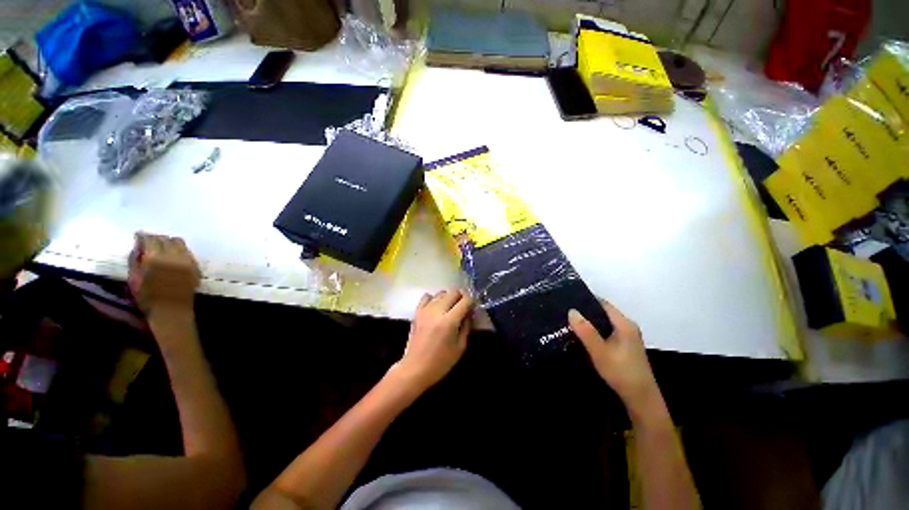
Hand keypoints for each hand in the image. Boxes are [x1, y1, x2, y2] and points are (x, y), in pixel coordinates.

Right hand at [128, 232, 199, 317]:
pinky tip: (173, 255)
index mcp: (155, 258)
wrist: (172, 310)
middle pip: (166, 239)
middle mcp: (173, 256)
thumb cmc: (147, 297)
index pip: (151, 239)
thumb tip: (138, 245)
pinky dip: (179, 250)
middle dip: (156, 238)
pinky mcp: (196, 266)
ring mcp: (187, 261)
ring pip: (179, 243)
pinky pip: (188, 252)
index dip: (144, 236)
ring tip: (162, 247)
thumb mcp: (133, 277)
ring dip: (169, 242)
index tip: (139, 236)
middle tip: (149, 241)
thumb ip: (135, 259)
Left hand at [393, 289, 472, 390]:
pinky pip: (427, 297)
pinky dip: (434, 298)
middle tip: (464, 306)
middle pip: (453, 293)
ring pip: (441, 293)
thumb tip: (469, 313)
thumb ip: (467, 326)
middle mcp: (437, 311)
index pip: (465, 300)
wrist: (415, 368)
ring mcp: (425, 310)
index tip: (473, 305)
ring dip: (449, 297)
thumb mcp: (460, 347)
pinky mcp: (417, 312)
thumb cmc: (441, 362)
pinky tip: (436, 307)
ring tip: (451, 307)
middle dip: (461, 297)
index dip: (472, 300)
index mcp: (449, 321)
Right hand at [568, 302, 659, 415]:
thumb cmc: (621, 372)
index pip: (603, 304)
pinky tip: (583, 336)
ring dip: (590, 322)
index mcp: (624, 324)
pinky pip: (607, 332)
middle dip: (586, 311)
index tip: (569, 300)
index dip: (586, 300)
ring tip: (570, 322)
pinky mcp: (625, 347)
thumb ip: (586, 331)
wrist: (641, 398)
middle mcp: (628, 327)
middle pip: (604, 313)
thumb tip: (571, 310)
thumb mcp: (599, 351)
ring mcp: (628, 338)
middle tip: (565, 311)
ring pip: (605, 324)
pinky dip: (595, 331)